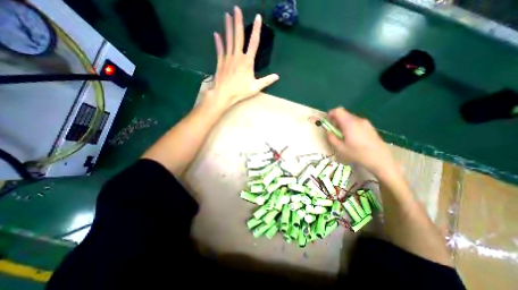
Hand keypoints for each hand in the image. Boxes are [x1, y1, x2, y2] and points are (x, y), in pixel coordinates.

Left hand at [205, 6, 281, 109]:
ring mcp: (228, 58)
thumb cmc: (240, 91)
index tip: (257, 17)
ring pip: (228, 39)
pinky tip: (216, 34)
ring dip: (227, 27)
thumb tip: (277, 76)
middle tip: (236, 8)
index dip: (256, 30)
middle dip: (238, 21)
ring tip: (227, 15)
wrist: (224, 94)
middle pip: (238, 36)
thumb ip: (266, 81)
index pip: (254, 43)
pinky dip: (218, 42)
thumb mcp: (255, 87)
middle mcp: (237, 56)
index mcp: (247, 61)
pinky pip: (219, 49)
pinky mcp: (220, 61)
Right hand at [325, 108, 396, 176]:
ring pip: (350, 118)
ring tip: (343, 136)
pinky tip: (352, 137)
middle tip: (334, 131)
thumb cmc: (357, 154)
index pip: (338, 111)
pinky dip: (350, 126)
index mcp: (349, 123)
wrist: (380, 159)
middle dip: (336, 121)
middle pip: (344, 114)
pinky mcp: (370, 127)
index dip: (330, 114)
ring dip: (343, 124)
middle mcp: (358, 120)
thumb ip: (331, 137)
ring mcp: (365, 123)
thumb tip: (328, 131)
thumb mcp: (340, 148)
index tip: (328, 122)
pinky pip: (356, 122)